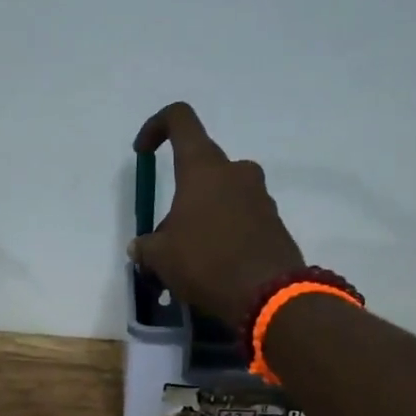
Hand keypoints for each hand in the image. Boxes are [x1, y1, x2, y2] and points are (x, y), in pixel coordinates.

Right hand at [129, 101, 304, 327]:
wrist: (269, 295)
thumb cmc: (206, 262)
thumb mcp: (160, 257)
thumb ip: (146, 246)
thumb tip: (141, 247)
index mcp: (204, 168)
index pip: (180, 119)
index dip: (156, 127)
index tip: (144, 153)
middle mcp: (236, 172)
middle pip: (201, 167)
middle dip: (180, 195)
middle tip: (166, 234)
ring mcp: (260, 196)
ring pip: (222, 195)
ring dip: (203, 216)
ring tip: (189, 258)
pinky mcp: (274, 221)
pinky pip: (241, 217)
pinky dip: (225, 232)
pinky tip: (214, 266)